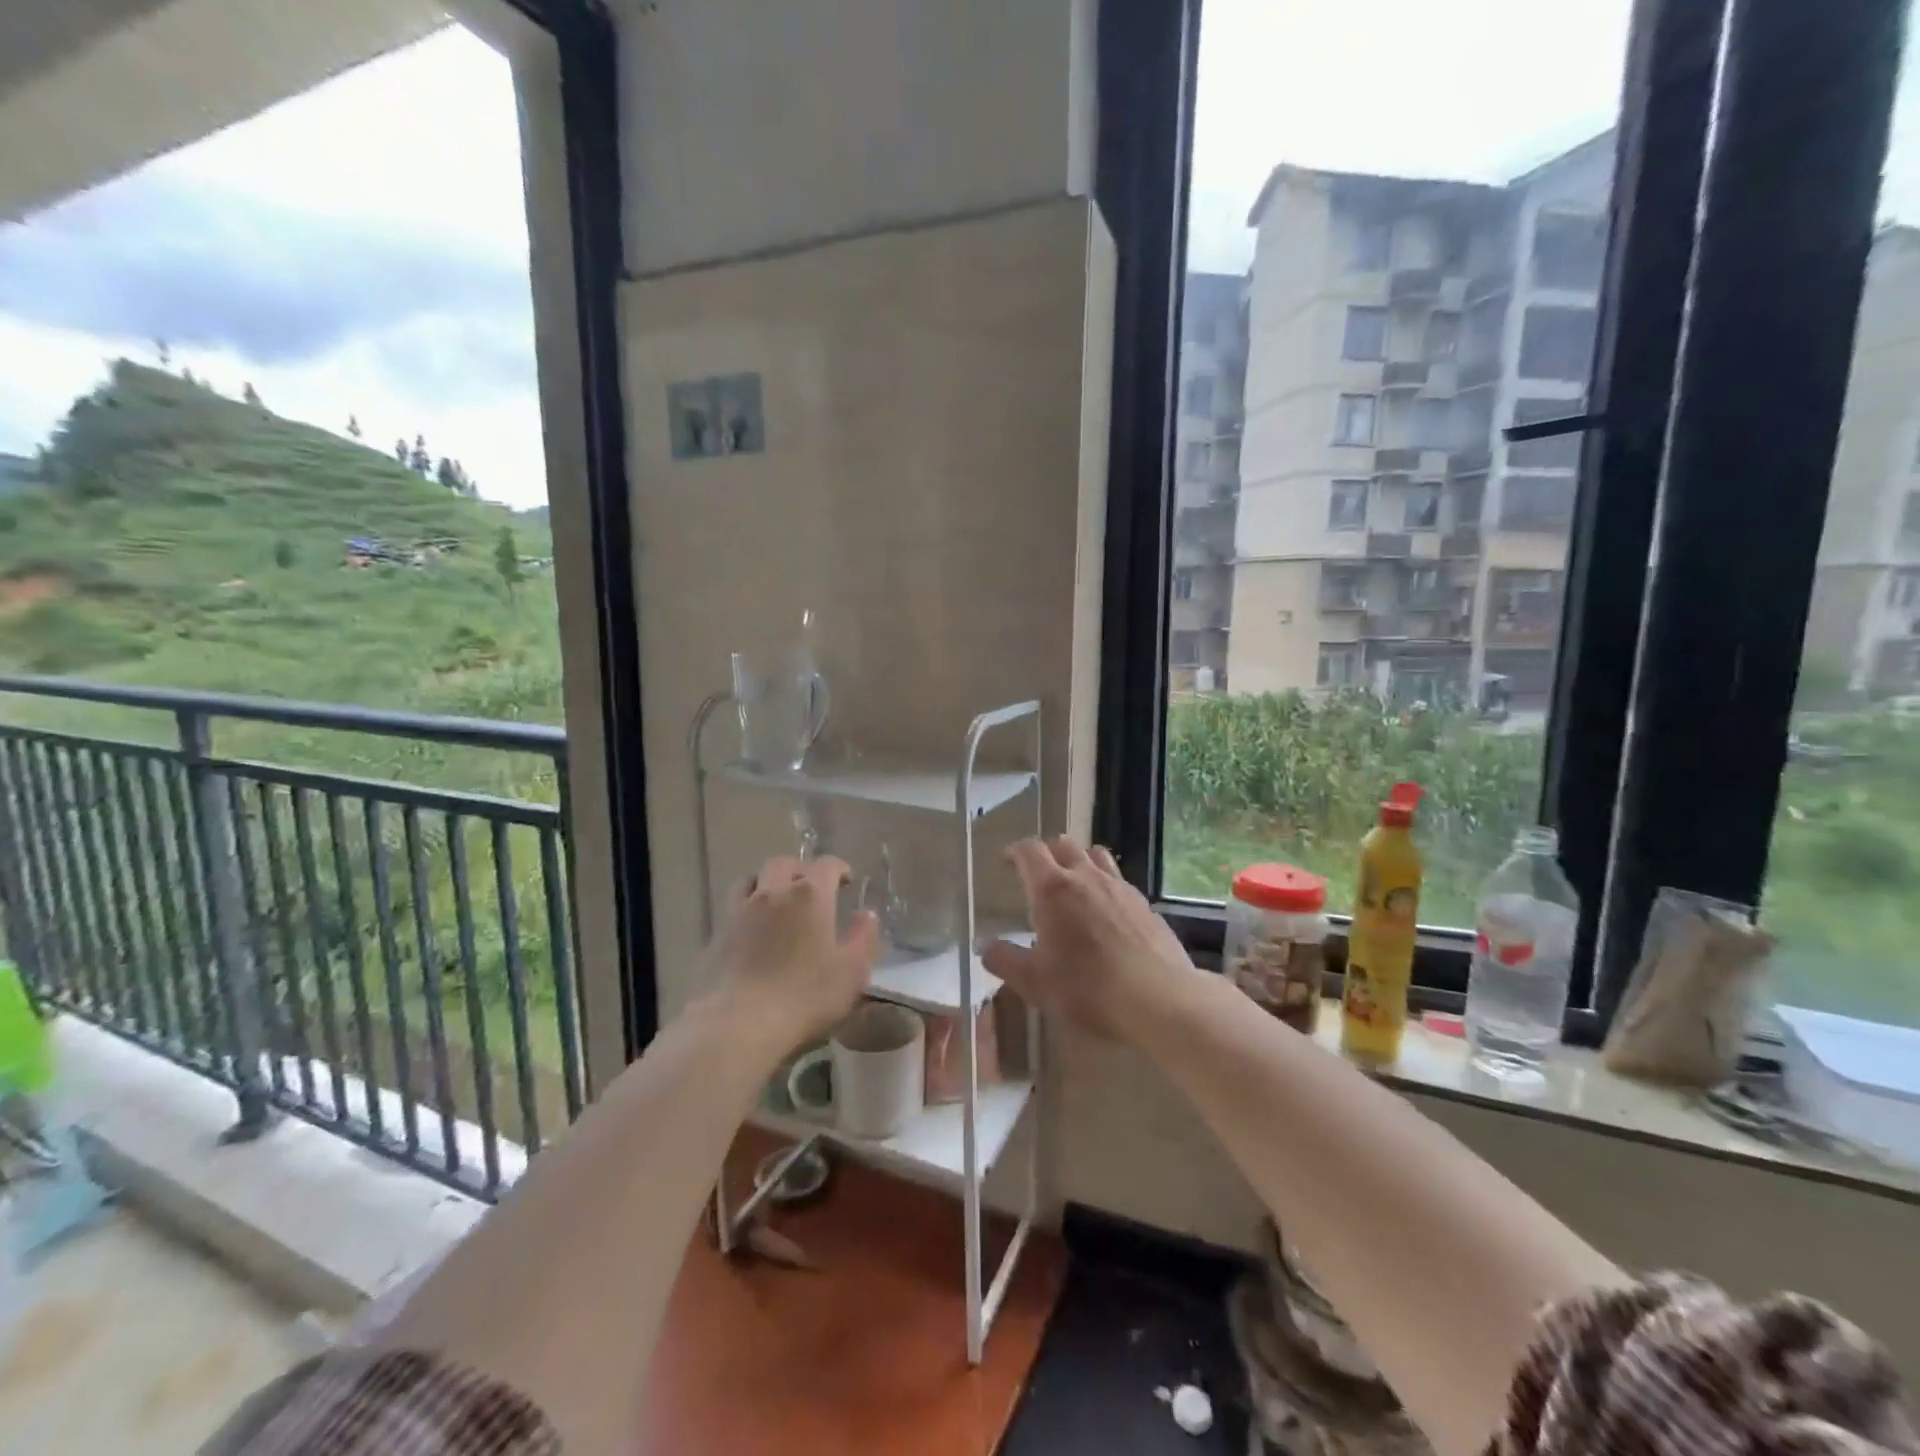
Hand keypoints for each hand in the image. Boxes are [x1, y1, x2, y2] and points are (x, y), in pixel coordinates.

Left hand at [698, 855, 878, 1051]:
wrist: (737, 1024)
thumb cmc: (805, 996)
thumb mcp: (852, 972)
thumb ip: (864, 938)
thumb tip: (866, 915)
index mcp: (810, 896)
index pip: (826, 865)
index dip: (839, 868)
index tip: (846, 880)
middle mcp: (772, 893)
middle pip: (783, 864)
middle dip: (800, 870)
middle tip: (811, 888)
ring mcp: (739, 913)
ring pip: (750, 881)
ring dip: (766, 884)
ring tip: (776, 903)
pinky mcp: (715, 937)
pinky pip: (732, 912)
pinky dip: (745, 913)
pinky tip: (752, 935)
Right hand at [982, 837, 1195, 1040]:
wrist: (1159, 1000)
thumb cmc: (1086, 989)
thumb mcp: (1035, 983)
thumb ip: (1005, 959)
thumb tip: (983, 945)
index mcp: (1052, 889)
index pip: (1030, 851)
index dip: (1015, 851)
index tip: (1007, 860)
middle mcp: (1086, 877)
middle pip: (1064, 845)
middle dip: (1047, 852)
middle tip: (1038, 872)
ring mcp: (1120, 887)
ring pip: (1096, 856)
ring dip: (1079, 860)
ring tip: (1073, 882)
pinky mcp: (1145, 904)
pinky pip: (1119, 881)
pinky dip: (1105, 885)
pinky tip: (1106, 912)